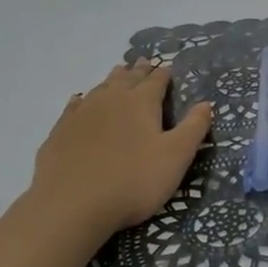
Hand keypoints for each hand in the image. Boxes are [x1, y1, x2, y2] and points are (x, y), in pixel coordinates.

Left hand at [21, 60, 212, 236]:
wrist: (71, 205)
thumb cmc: (133, 180)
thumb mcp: (176, 157)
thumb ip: (194, 128)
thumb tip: (206, 103)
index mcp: (142, 102)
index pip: (157, 80)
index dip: (164, 73)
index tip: (168, 68)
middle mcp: (112, 99)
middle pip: (128, 78)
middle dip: (138, 70)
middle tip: (143, 62)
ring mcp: (82, 113)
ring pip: (101, 87)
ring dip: (112, 79)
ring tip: (118, 73)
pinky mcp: (61, 131)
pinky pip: (74, 106)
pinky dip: (81, 100)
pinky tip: (79, 100)